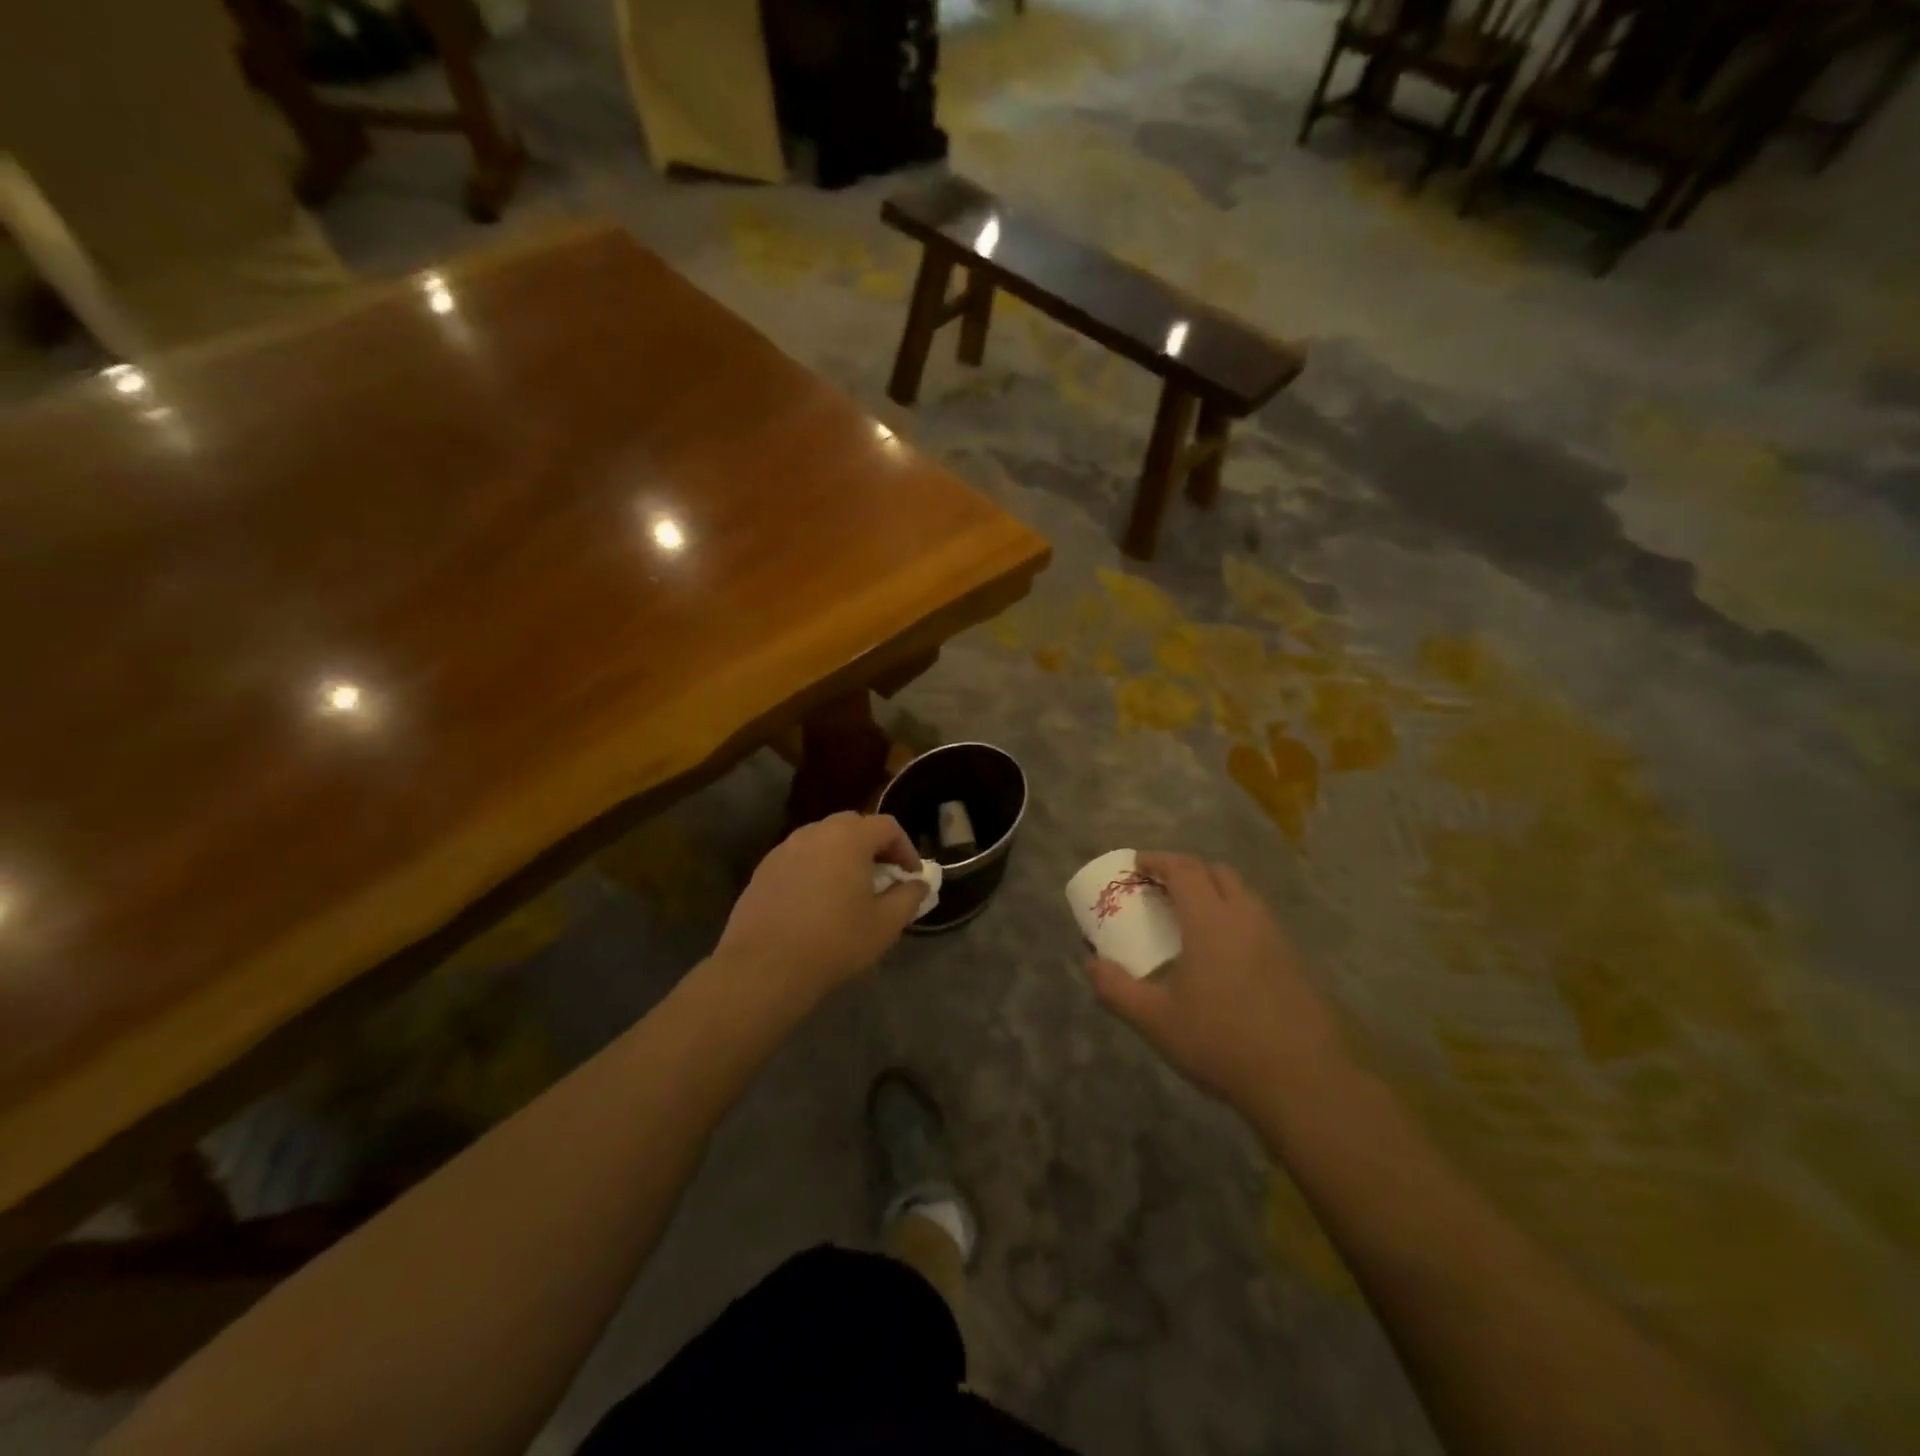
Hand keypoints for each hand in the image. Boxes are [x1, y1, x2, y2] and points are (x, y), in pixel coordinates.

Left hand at [713, 812, 926, 1004]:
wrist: (764, 968)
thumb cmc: (834, 942)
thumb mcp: (885, 925)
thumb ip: (909, 897)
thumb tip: (919, 884)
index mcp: (848, 838)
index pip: (887, 826)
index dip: (905, 848)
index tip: (911, 876)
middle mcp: (815, 833)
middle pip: (853, 825)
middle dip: (873, 846)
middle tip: (883, 876)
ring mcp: (784, 849)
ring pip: (822, 839)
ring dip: (842, 855)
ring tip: (850, 888)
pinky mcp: (763, 870)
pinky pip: (799, 857)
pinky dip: (816, 868)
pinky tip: (816, 901)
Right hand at [1086, 852, 1348, 1118]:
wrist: (1303, 1081)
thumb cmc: (1221, 1042)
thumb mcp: (1155, 1020)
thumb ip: (1116, 989)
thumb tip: (1091, 965)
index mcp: (1210, 920)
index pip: (1183, 869)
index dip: (1157, 861)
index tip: (1136, 866)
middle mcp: (1246, 917)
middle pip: (1216, 872)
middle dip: (1187, 872)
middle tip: (1162, 890)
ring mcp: (1275, 937)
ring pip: (1242, 895)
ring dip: (1214, 893)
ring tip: (1191, 919)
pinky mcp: (1294, 961)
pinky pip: (1258, 920)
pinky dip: (1235, 918)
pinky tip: (1224, 955)